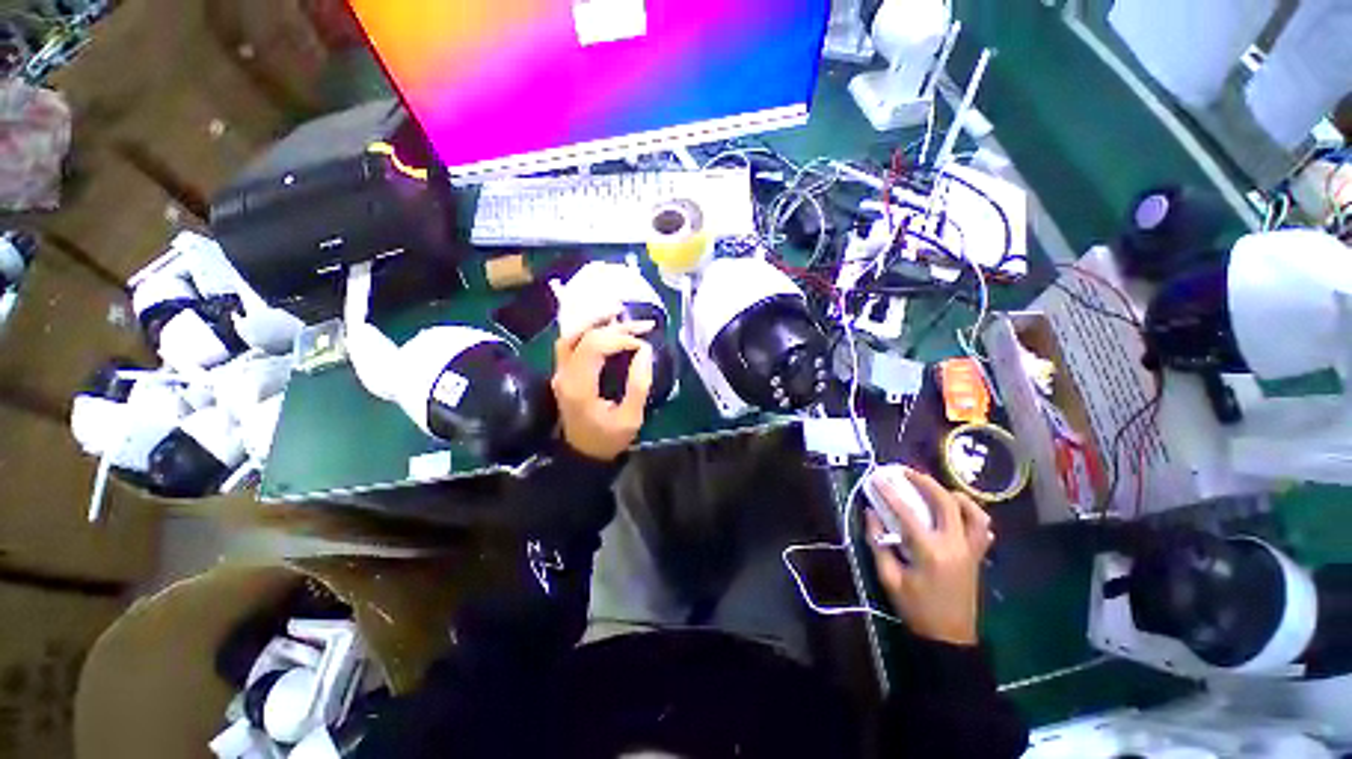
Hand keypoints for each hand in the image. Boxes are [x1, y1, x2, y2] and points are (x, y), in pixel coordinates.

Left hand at [552, 316, 654, 461]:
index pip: (596, 346)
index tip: (644, 346)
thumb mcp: (631, 418)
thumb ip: (638, 384)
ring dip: (594, 321)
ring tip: (618, 311)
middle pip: (583, 336)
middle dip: (615, 327)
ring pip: (570, 335)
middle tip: (642, 324)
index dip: (622, 339)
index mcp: (579, 387)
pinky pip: (570, 344)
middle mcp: (564, 375)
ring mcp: (560, 373)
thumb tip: (645, 350)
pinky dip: (586, 330)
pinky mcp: (563, 373)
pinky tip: (603, 326)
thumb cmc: (608, 439)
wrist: (583, 455)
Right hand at [867, 467, 992, 645]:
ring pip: (974, 513)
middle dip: (925, 482)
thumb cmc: (916, 609)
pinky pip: (982, 529)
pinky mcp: (977, 557)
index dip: (890, 492)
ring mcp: (971, 550)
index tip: (877, 477)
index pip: (907, 513)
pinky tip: (958, 512)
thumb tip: (871, 513)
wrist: (949, 638)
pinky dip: (971, 514)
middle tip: (907, 472)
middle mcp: (955, 545)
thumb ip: (878, 543)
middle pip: (946, 502)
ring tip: (938, 490)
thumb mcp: (889, 577)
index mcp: (930, 551)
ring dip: (955, 496)